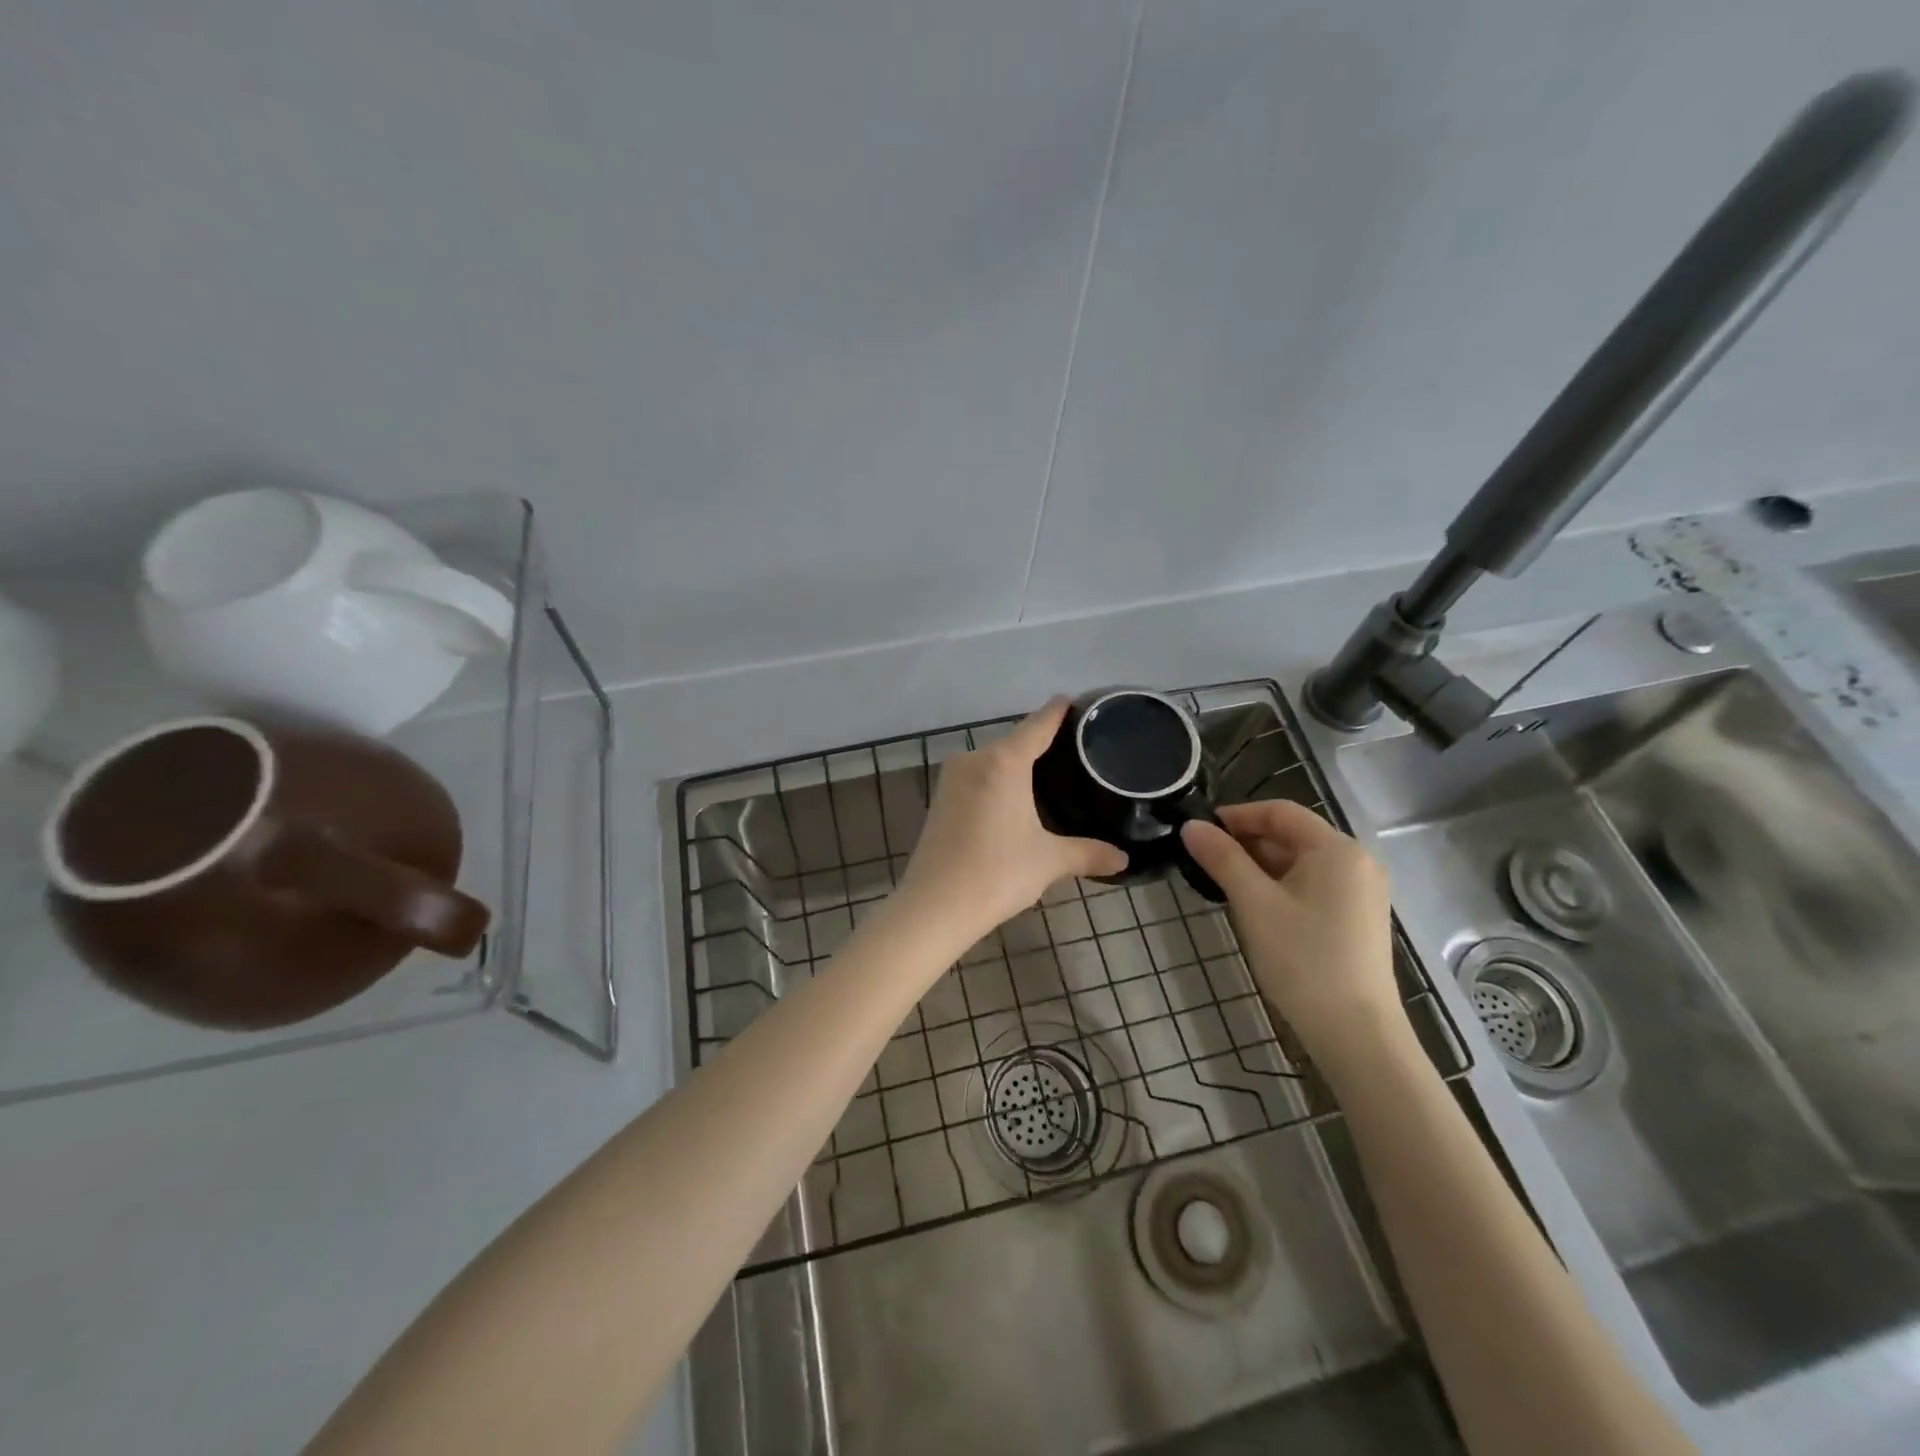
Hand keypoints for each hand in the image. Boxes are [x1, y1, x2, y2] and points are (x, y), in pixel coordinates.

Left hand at [898, 698, 1127, 943]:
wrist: (934, 906)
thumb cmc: (997, 873)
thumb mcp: (1049, 861)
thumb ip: (1088, 853)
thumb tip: (1123, 859)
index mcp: (1004, 762)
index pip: (1038, 724)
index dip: (1058, 712)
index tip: (1074, 701)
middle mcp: (975, 759)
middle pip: (1015, 741)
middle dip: (1041, 744)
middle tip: (1075, 753)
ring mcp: (952, 778)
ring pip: (994, 760)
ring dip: (1017, 765)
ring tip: (1050, 776)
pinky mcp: (940, 799)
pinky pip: (978, 778)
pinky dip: (998, 781)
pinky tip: (1015, 799)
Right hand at [1181, 801, 1402, 1072]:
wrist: (1355, 1033)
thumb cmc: (1303, 959)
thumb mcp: (1254, 903)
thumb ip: (1222, 858)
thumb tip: (1191, 826)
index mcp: (1337, 849)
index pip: (1280, 812)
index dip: (1237, 815)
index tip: (1200, 830)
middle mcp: (1357, 862)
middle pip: (1292, 835)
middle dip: (1246, 842)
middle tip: (1204, 859)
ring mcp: (1361, 891)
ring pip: (1300, 862)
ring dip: (1260, 865)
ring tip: (1221, 882)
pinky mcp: (1357, 917)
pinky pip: (1313, 885)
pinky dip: (1280, 885)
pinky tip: (1254, 905)